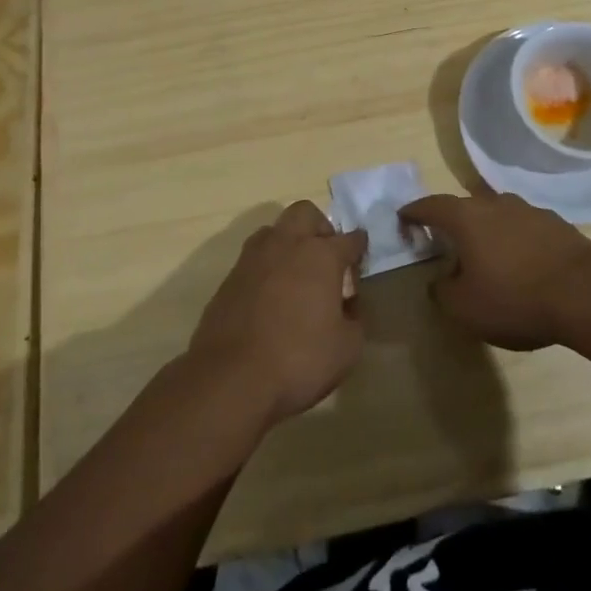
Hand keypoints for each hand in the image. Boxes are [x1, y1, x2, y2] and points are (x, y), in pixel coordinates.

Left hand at [187, 201, 367, 424]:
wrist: (231, 377)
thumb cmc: (299, 360)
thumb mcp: (347, 348)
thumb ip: (354, 319)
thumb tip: (348, 306)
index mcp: (321, 256)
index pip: (349, 239)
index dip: (359, 246)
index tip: (361, 256)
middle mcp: (287, 245)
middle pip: (305, 212)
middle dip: (320, 226)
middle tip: (326, 255)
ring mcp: (253, 258)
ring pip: (274, 230)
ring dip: (288, 241)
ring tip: (295, 273)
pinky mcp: (229, 277)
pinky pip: (253, 258)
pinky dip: (266, 268)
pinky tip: (270, 296)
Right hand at [402, 191, 590, 350]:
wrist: (586, 293)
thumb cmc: (515, 298)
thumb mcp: (465, 308)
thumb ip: (442, 292)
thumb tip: (439, 281)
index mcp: (466, 218)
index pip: (430, 205)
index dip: (413, 212)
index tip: (403, 219)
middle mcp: (494, 204)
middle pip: (465, 205)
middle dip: (451, 220)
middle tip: (444, 241)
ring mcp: (528, 210)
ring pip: (497, 213)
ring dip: (486, 229)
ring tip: (485, 254)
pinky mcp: (556, 224)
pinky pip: (523, 226)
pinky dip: (514, 239)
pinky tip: (521, 262)